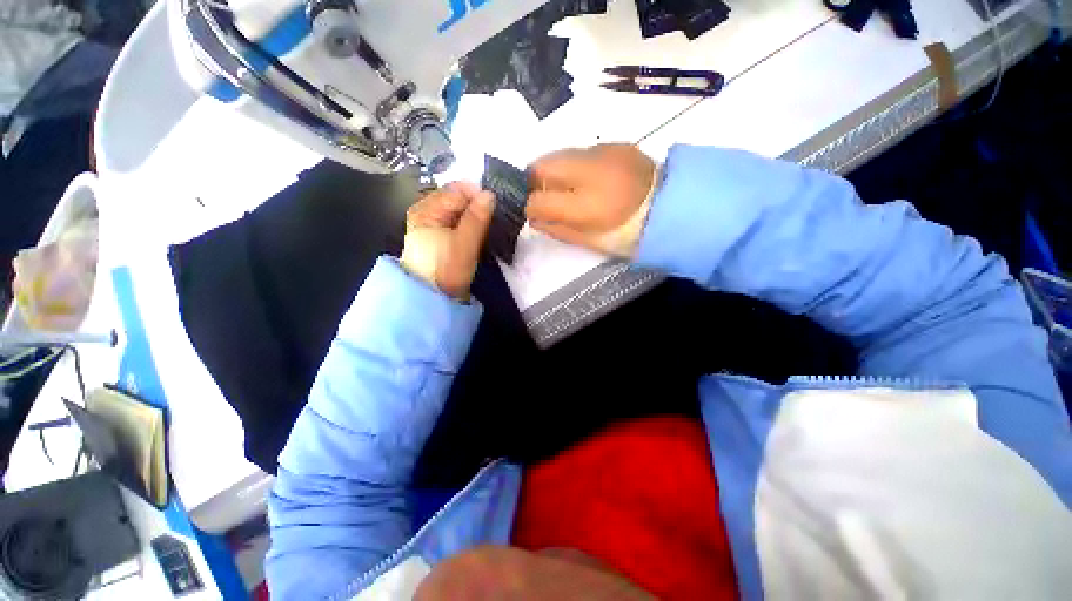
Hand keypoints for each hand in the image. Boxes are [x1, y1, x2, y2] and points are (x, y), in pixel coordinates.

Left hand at [400, 182, 494, 299]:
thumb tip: (490, 194)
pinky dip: (473, 225)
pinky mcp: (443, 237)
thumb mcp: (463, 244)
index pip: (457, 190)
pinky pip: (461, 223)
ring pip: (462, 211)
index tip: (496, 207)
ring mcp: (435, 225)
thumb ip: (476, 218)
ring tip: (492, 225)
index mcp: (426, 209)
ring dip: (478, 216)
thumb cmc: (445, 271)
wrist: (433, 299)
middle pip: (459, 199)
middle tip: (496, 218)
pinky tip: (483, 232)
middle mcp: (428, 212)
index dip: (478, 195)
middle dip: (478, 206)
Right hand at [527, 144, 657, 257]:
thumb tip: (535, 220)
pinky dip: (575, 163)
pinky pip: (581, 151)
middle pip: (541, 167)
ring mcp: (602, 153)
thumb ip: (559, 230)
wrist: (671, 206)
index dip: (530, 207)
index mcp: (585, 205)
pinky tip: (588, 176)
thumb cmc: (629, 232)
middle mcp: (588, 172)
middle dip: (533, 181)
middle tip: (541, 194)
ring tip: (564, 185)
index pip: (538, 200)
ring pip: (559, 154)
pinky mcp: (614, 144)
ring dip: (553, 170)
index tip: (533, 212)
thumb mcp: (592, 240)